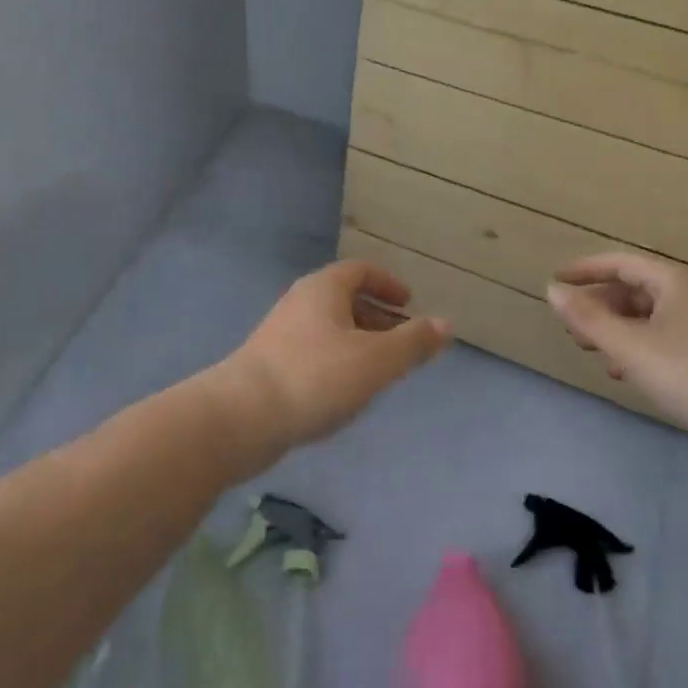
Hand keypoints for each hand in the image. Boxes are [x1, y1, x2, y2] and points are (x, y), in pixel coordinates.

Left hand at [209, 261, 450, 473]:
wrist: (242, 416)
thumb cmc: (315, 377)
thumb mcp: (375, 360)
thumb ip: (413, 342)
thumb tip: (446, 324)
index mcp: (324, 289)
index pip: (360, 270)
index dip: (387, 283)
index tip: (409, 303)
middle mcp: (300, 302)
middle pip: (344, 298)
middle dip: (377, 316)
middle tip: (403, 341)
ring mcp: (280, 333)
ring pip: (329, 327)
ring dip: (358, 341)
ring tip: (381, 371)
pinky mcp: (269, 364)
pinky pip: (313, 351)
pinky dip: (337, 360)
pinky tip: (345, 392)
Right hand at [547, 252, 687, 446]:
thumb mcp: (630, 345)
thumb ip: (587, 318)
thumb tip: (552, 290)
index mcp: (674, 281)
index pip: (621, 263)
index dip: (585, 270)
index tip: (556, 281)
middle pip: (635, 289)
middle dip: (600, 305)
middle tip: (572, 327)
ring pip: (650, 317)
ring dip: (617, 329)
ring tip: (593, 351)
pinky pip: (665, 338)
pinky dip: (639, 347)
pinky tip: (628, 373)